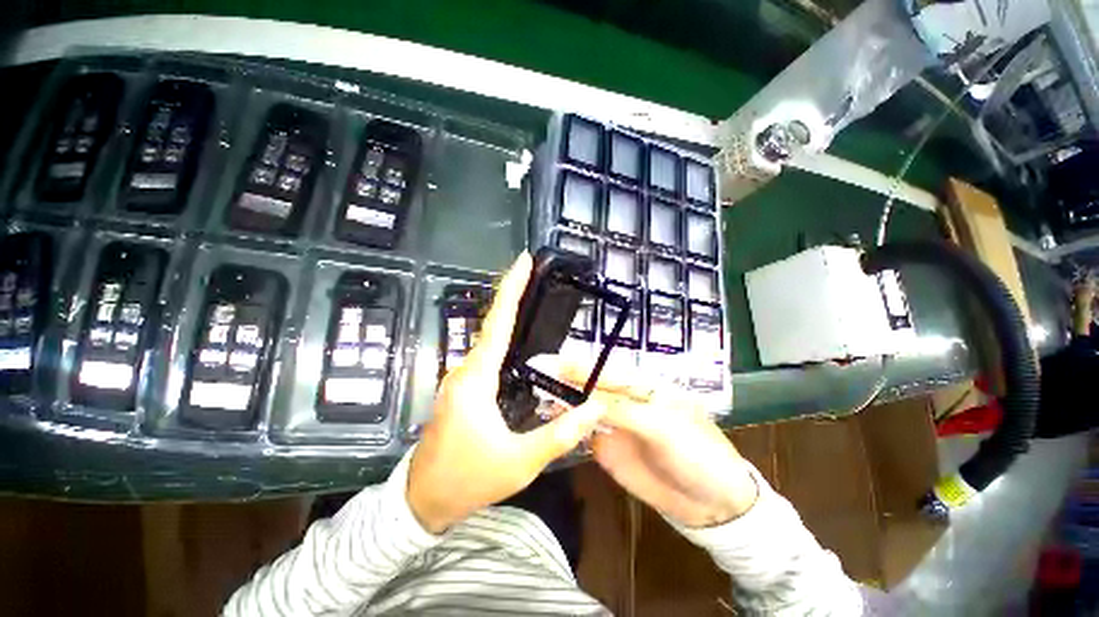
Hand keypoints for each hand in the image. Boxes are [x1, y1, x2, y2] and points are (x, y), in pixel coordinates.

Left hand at [407, 253, 607, 533]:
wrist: (423, 500)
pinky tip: (521, 339)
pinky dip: (504, 338)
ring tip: (533, 298)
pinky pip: (487, 355)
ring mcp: (461, 378)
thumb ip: (561, 435)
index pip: (498, 324)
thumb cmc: (469, 479)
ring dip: (509, 316)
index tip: (523, 262)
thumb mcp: (521, 462)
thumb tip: (595, 408)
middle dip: (513, 295)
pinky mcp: (463, 388)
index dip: (511, 289)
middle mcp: (465, 370)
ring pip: (489, 339)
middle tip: (537, 275)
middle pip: (493, 324)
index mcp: (476, 379)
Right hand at [536, 358, 757, 528]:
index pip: (605, 371)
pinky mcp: (607, 448)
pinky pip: (583, 433)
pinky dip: (567, 426)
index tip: (552, 362)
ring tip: (537, 396)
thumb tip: (584, 395)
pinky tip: (550, 421)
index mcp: (642, 386)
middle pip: (591, 386)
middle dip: (565, 380)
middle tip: (536, 376)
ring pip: (584, 408)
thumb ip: (620, 409)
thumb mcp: (659, 425)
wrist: (711, 503)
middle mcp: (625, 400)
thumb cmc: (695, 452)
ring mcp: (614, 424)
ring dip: (563, 402)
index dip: (579, 366)